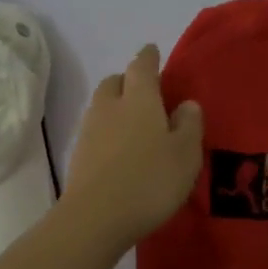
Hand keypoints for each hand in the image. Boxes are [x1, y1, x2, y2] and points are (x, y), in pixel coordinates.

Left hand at [60, 45, 203, 254]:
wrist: (95, 217)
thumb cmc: (150, 180)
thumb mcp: (185, 154)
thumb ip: (189, 125)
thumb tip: (186, 103)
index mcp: (139, 99)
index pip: (141, 67)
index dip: (148, 57)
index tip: (152, 51)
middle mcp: (110, 107)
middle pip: (114, 82)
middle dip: (127, 81)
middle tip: (143, 91)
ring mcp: (89, 131)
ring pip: (101, 106)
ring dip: (115, 107)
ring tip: (133, 123)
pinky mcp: (78, 156)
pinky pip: (95, 132)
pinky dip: (107, 132)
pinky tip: (119, 150)